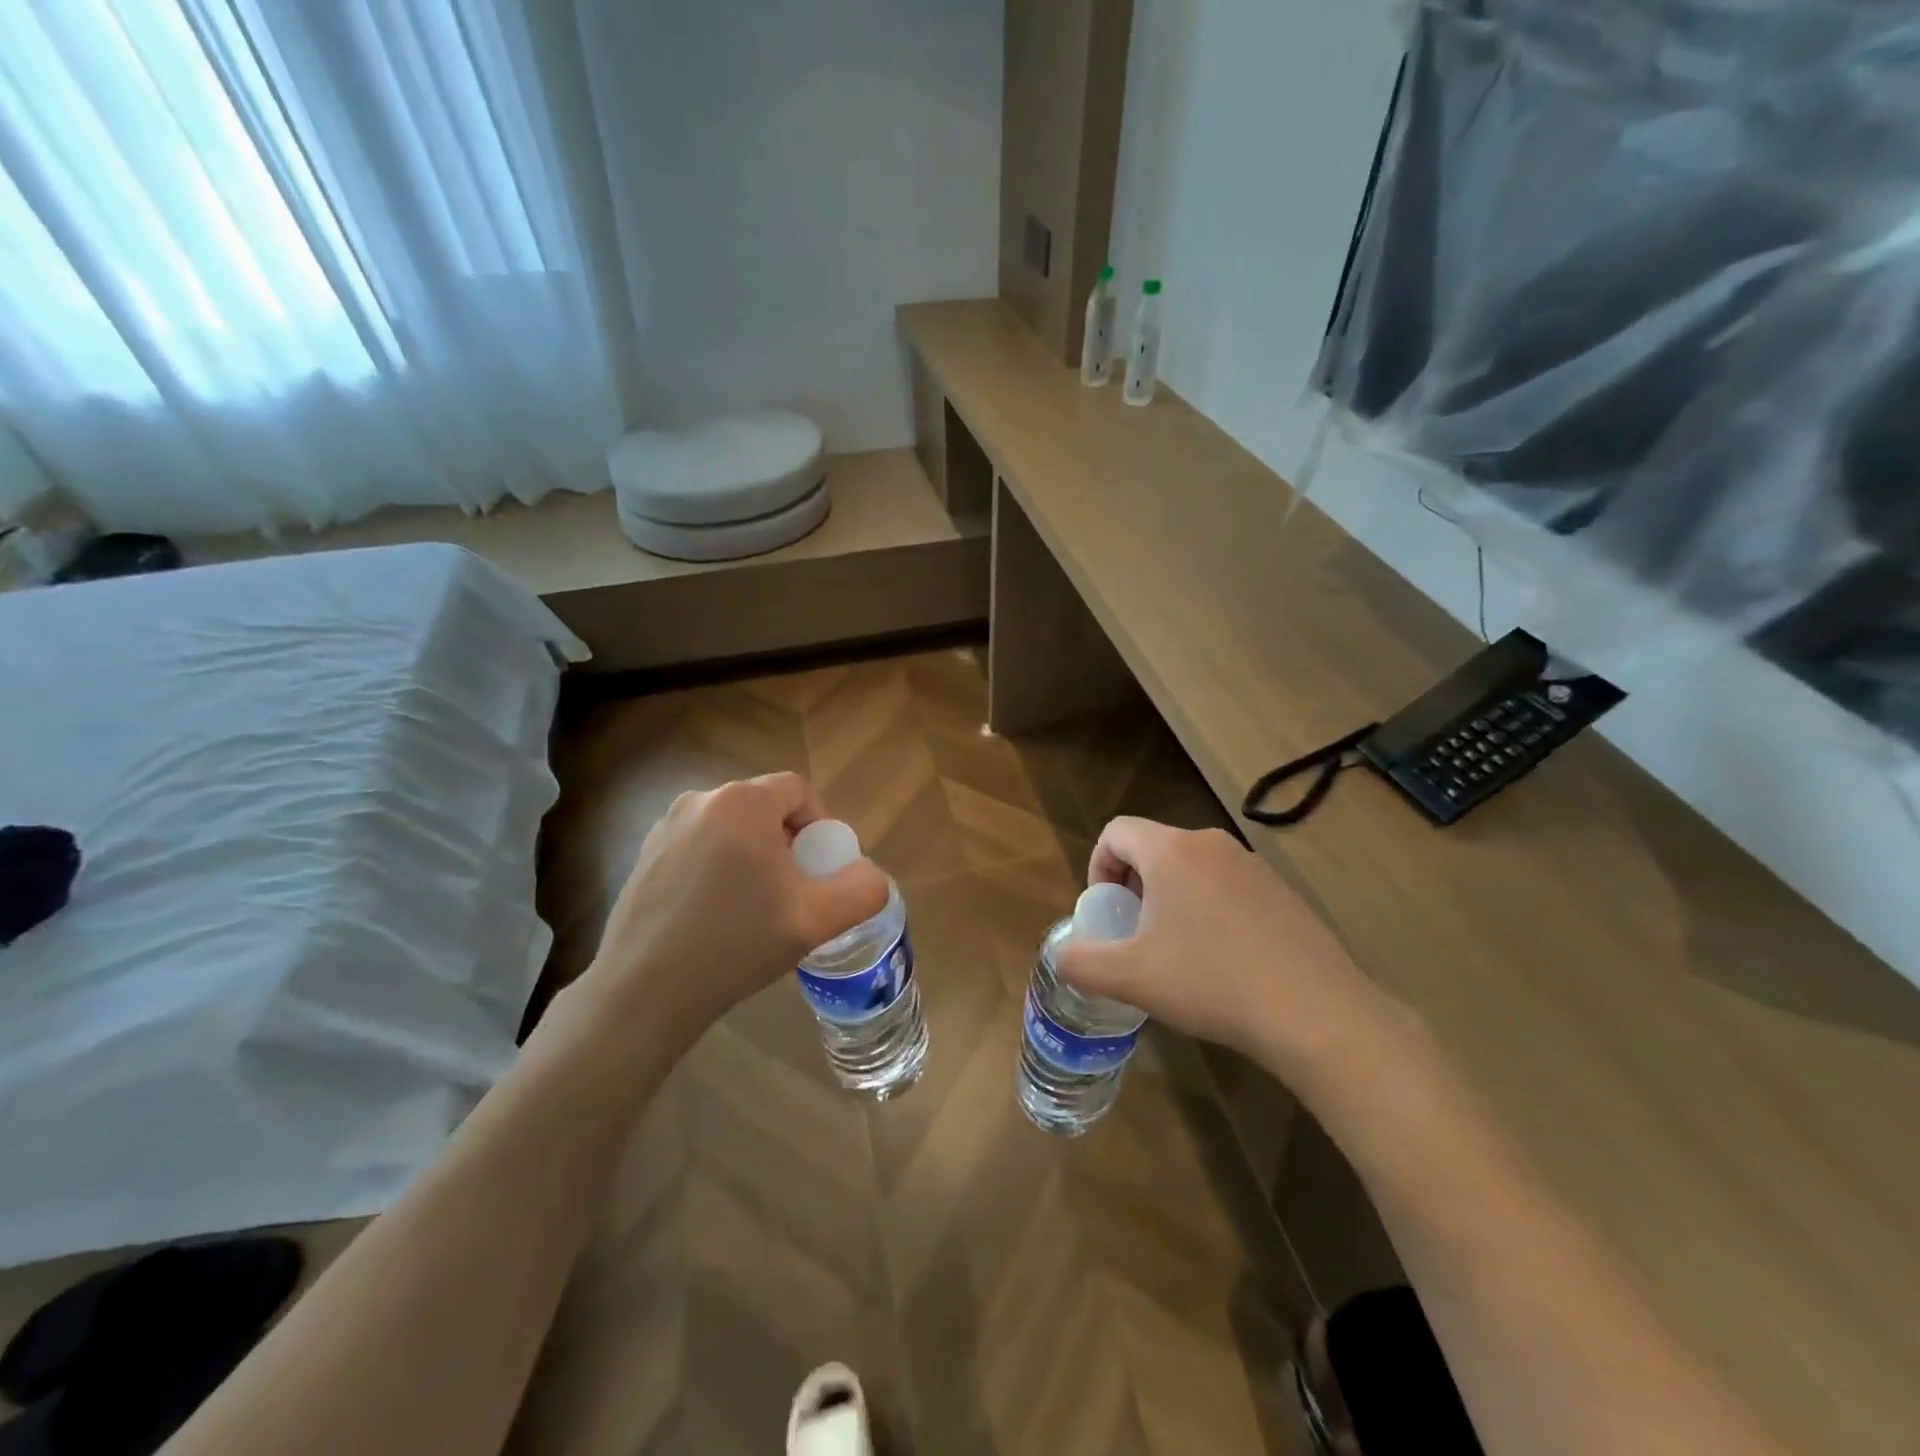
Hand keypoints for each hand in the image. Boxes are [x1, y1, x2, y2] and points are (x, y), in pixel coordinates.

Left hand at [567, 773, 888, 1051]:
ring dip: (753, 853)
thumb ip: (862, 889)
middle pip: (764, 806)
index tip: (821, 868)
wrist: (646, 991)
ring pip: (731, 826)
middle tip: (793, 889)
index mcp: (742, 803)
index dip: (820, 823)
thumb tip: (869, 875)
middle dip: (787, 840)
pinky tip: (715, 913)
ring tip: (755, 904)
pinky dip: (718, 865)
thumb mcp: (817, 919)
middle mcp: (699, 800)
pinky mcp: (645, 855)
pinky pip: (699, 844)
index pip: (798, 789)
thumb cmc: (736, 944)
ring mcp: (665, 827)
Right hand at [1055, 818, 1402, 1091]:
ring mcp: (1253, 866)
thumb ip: (1081, 962)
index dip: (1098, 866)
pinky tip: (1223, 960)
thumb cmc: (1211, 983)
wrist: (1315, 1013)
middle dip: (1134, 885)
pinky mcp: (1282, 891)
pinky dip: (1209, 909)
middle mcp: (1212, 845)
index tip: (1107, 911)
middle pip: (1154, 847)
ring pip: (1192, 867)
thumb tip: (1062, 956)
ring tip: (1177, 950)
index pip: (1117, 832)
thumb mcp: (1131, 978)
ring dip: (1171, 898)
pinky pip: (1227, 886)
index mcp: (1172, 851)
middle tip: (1136, 934)